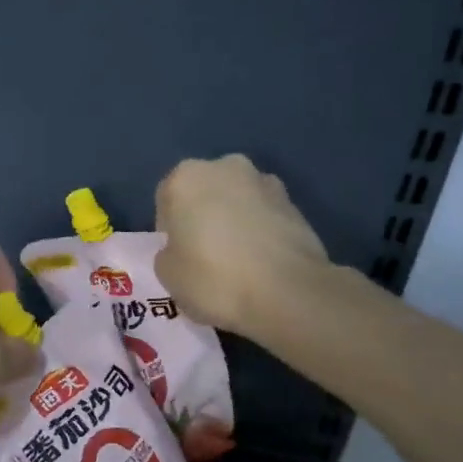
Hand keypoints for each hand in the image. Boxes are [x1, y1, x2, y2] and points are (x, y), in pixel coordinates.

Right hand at [154, 155, 329, 337]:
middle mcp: (225, 168)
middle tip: (204, 255)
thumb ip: (168, 253)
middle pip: (205, 192)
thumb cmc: (213, 278)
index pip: (166, 198)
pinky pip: (266, 216)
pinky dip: (261, 233)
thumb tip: (182, 250)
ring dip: (234, 221)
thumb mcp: (167, 274)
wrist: (288, 294)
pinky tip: (262, 264)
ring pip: (238, 201)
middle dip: (203, 216)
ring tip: (238, 262)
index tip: (178, 254)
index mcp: (185, 177)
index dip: (169, 229)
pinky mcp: (296, 205)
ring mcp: (266, 183)